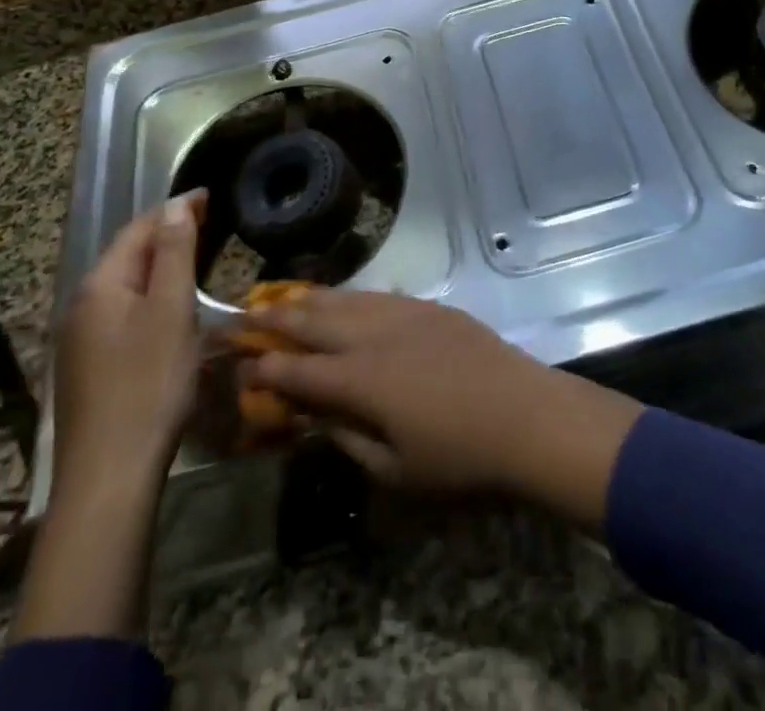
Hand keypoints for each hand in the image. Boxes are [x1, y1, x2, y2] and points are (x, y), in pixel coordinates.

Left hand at [53, 191, 204, 498]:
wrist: (109, 476)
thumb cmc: (148, 384)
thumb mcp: (171, 310)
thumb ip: (174, 253)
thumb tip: (176, 204)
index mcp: (100, 285)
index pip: (139, 228)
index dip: (176, 209)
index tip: (212, 196)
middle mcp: (81, 305)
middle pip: (128, 254)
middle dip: (167, 234)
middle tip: (210, 223)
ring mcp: (80, 339)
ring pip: (125, 285)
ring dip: (158, 265)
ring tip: (196, 257)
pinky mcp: (88, 367)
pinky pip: (122, 312)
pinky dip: (149, 296)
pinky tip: (169, 309)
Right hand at [244, 291, 643, 531]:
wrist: (525, 415)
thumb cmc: (459, 459)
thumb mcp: (394, 469)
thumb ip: (348, 438)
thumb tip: (317, 417)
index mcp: (360, 381)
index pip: (297, 370)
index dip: (264, 368)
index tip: (239, 364)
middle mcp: (374, 336)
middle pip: (315, 321)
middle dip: (277, 318)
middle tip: (246, 312)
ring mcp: (405, 314)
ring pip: (347, 299)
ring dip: (312, 299)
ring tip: (286, 297)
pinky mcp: (431, 307)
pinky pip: (380, 295)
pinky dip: (354, 297)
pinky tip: (347, 299)